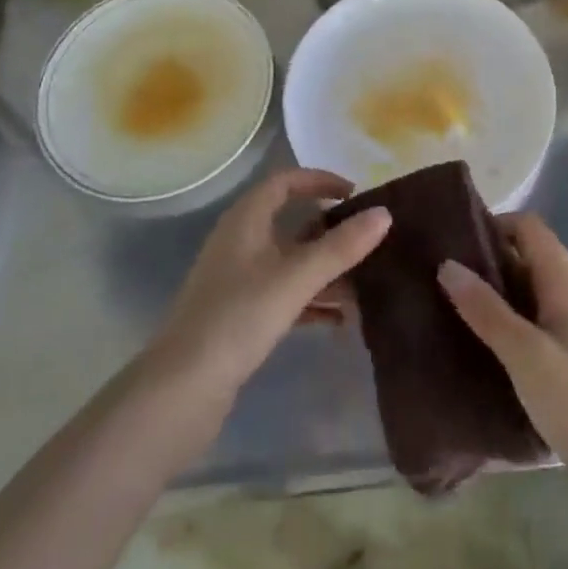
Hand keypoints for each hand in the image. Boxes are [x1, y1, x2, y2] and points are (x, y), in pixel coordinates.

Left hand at [151, 168, 389, 401]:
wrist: (183, 388)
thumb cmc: (239, 317)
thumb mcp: (295, 278)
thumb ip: (341, 247)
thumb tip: (385, 213)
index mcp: (245, 219)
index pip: (284, 183)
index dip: (319, 181)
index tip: (355, 194)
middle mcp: (240, 241)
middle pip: (290, 222)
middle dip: (330, 231)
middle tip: (367, 240)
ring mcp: (238, 280)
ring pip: (290, 262)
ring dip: (325, 270)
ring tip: (365, 285)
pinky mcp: (239, 315)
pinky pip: (284, 294)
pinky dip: (311, 300)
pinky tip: (340, 321)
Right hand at [439, 215, 567, 500]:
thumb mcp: (525, 354)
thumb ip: (485, 309)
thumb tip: (446, 264)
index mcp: (564, 278)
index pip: (526, 226)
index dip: (491, 225)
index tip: (452, 242)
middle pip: (523, 254)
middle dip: (483, 259)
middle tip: (438, 274)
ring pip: (524, 289)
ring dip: (490, 291)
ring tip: (446, 304)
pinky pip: (530, 317)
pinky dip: (503, 318)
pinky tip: (475, 339)